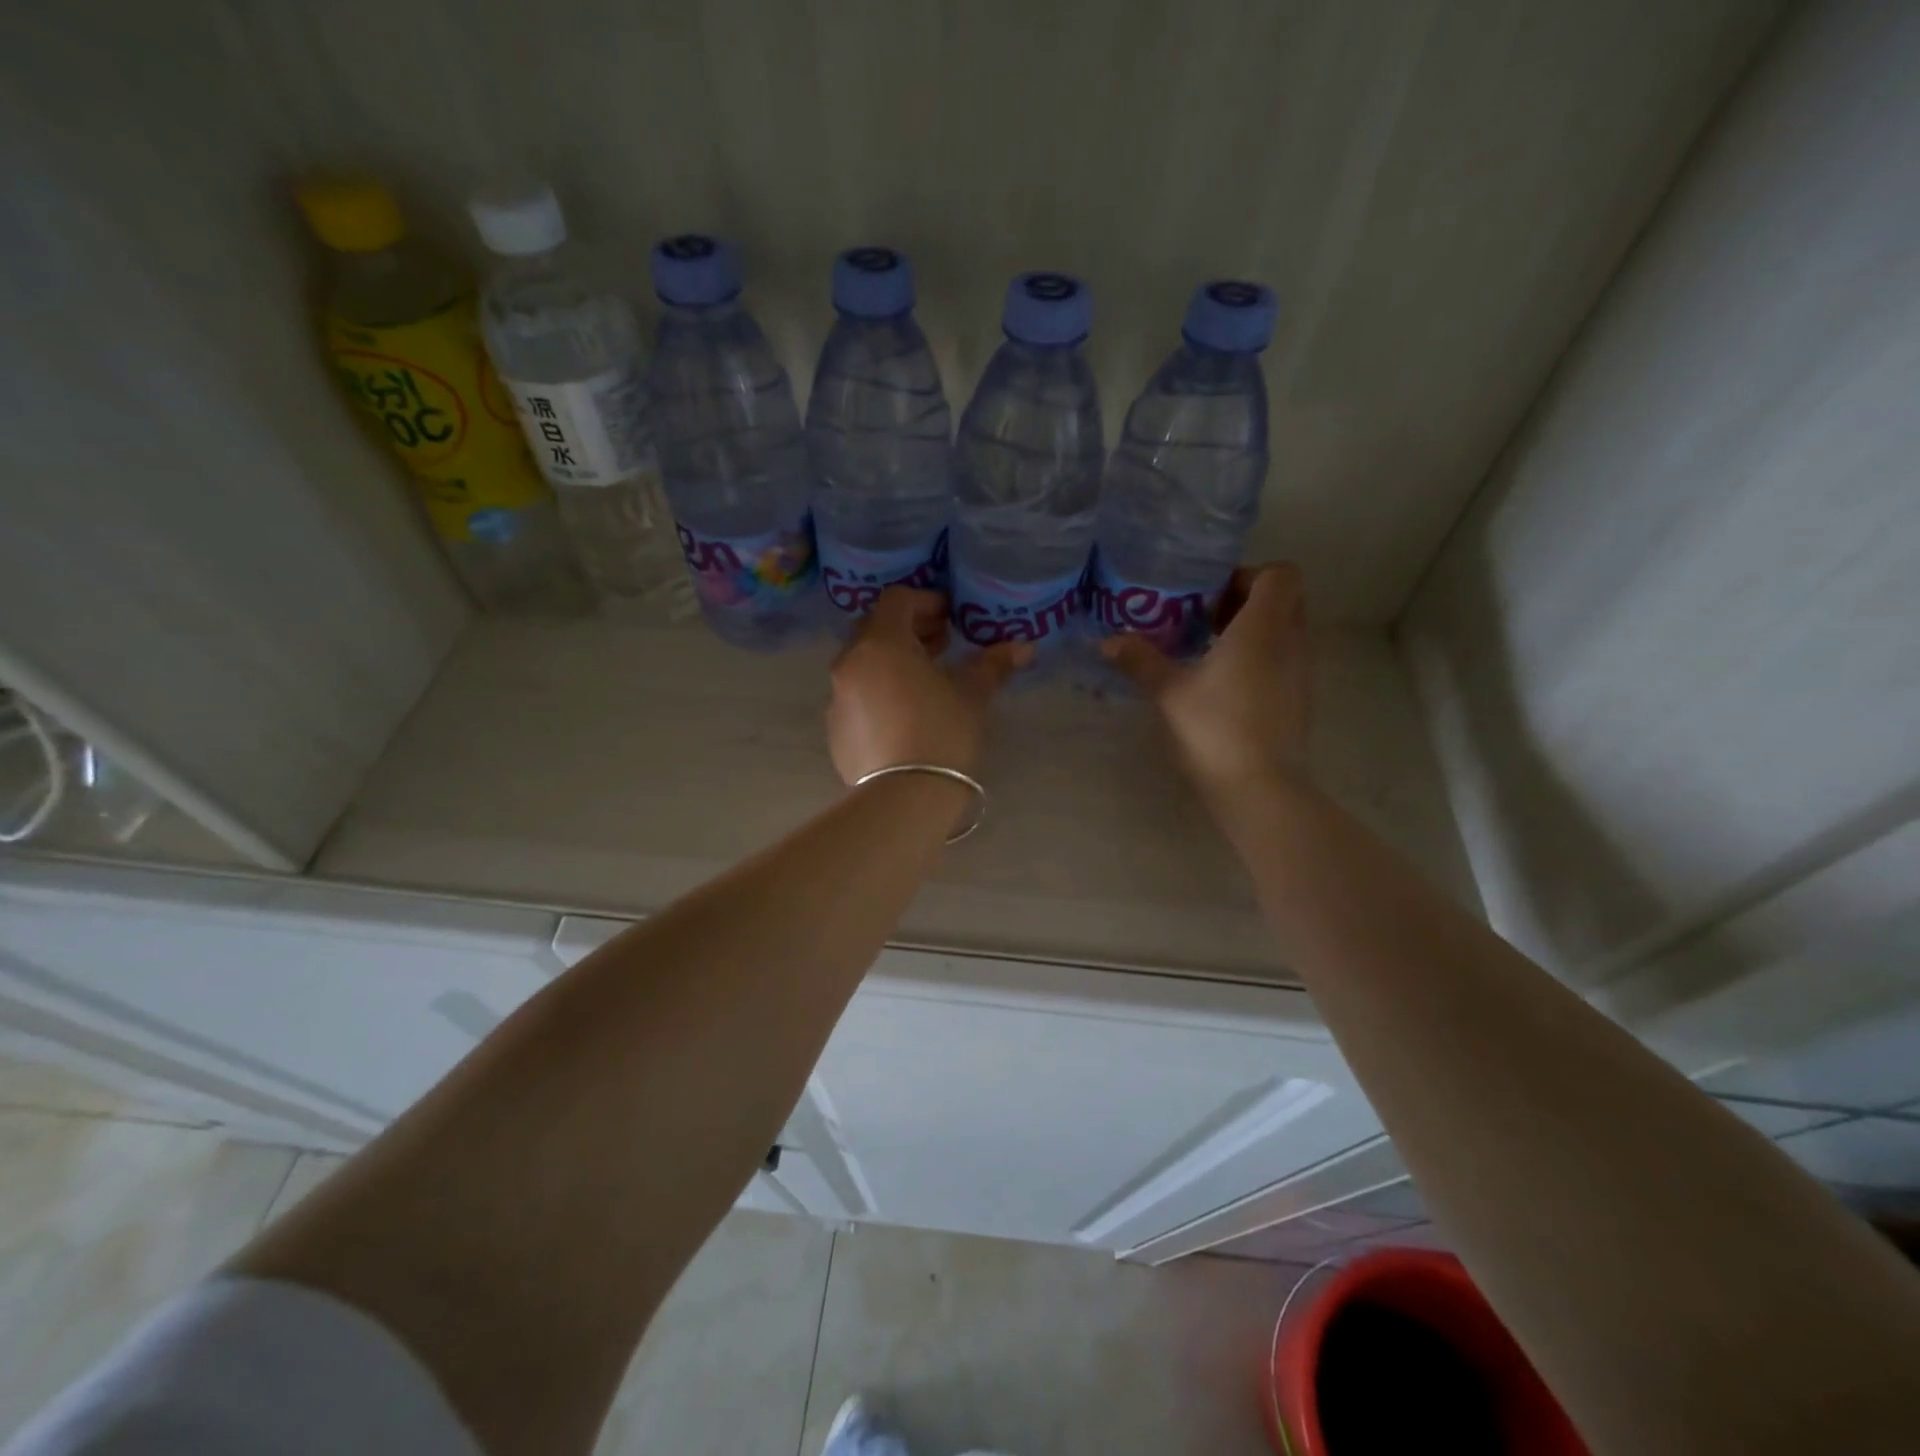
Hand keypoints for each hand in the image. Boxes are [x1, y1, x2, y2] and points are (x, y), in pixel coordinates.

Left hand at [827, 588, 1032, 784]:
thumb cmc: (942, 733)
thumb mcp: (972, 695)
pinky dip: (878, 691)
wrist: (904, 798)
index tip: (951, 619)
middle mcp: (850, 663)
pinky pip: (856, 695)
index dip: (926, 602)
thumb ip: (993, 664)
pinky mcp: (835, 729)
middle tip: (941, 644)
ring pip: (863, 663)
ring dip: (892, 661)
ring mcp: (837, 697)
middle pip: (875, 628)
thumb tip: (1023, 647)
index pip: (897, 600)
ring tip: (926, 680)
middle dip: (909, 630)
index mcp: (880, 643)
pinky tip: (905, 714)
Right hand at [1100, 562, 1311, 805]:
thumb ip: (1140, 660)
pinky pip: (1282, 660)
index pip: (1281, 574)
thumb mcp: (1168, 692)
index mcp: (1264, 629)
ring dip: (1249, 632)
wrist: (1260, 789)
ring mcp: (1300, 673)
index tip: (1209, 594)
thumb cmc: (1215, 729)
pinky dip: (1257, 659)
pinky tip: (1220, 685)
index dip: (1247, 574)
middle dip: (1245, 601)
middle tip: (1202, 618)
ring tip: (1205, 650)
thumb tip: (1108, 641)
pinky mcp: (1298, 700)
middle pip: (1284, 600)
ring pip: (1283, 632)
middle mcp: (1291, 643)